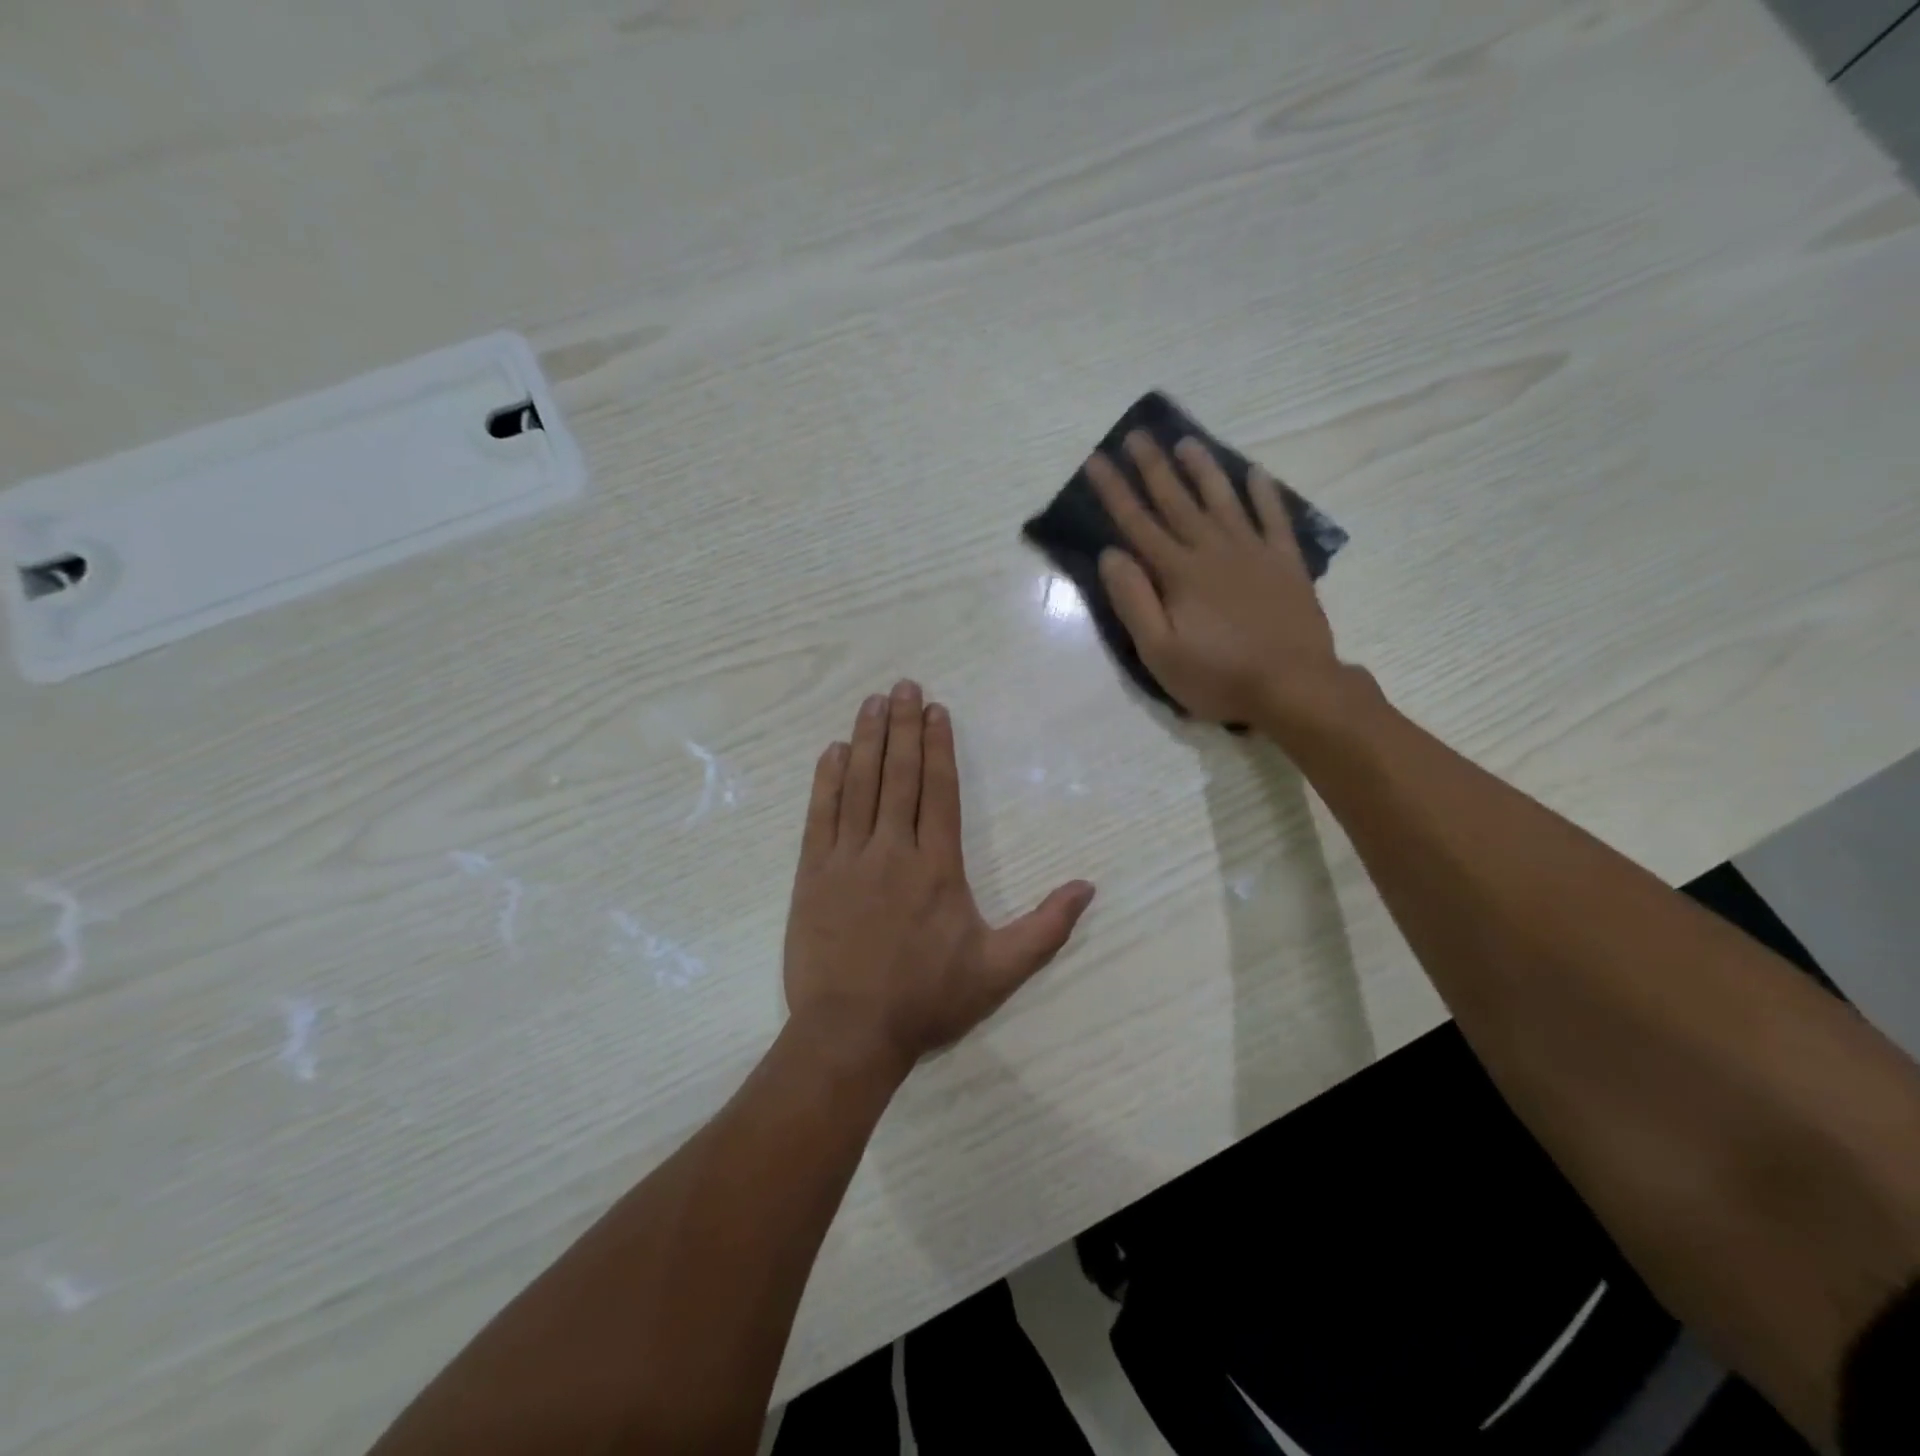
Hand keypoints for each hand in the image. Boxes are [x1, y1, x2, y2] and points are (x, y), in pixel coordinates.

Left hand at [783, 682, 1095, 1076]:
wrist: (851, 1033)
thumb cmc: (928, 999)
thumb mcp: (1000, 970)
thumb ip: (1046, 928)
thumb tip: (1088, 887)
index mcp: (937, 866)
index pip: (939, 791)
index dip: (937, 746)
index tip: (936, 711)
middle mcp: (893, 850)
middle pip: (899, 776)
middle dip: (902, 726)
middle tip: (904, 686)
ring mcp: (848, 859)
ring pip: (860, 786)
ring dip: (867, 740)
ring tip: (873, 702)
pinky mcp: (813, 874)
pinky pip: (821, 815)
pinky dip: (827, 780)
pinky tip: (834, 751)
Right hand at [1088, 432, 1347, 736]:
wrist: (1293, 687)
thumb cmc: (1217, 676)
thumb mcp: (1159, 651)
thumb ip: (1133, 600)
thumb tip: (1111, 554)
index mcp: (1178, 572)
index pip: (1137, 523)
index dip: (1115, 491)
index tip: (1097, 460)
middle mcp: (1213, 550)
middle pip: (1177, 501)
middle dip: (1153, 467)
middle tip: (1137, 434)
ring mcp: (1254, 552)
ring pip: (1223, 500)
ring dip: (1203, 469)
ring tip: (1186, 442)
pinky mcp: (1285, 563)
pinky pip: (1274, 518)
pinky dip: (1264, 494)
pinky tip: (1255, 473)